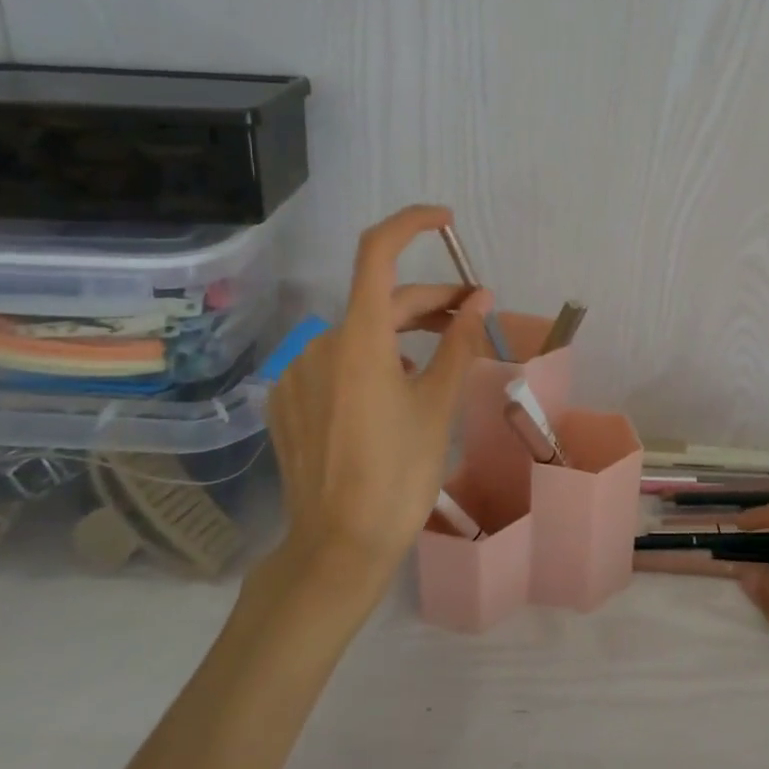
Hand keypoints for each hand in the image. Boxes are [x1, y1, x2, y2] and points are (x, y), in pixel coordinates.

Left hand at [259, 205, 489, 589]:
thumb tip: (481, 300)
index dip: (411, 224)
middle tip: (474, 315)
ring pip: (362, 333)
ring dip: (404, 333)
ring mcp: (298, 373)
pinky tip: (396, 391)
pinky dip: (373, 360)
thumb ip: (459, 343)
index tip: (446, 222)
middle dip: (431, 302)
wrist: (338, 546)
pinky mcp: (288, 400)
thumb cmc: (399, 474)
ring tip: (442, 357)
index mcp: (359, 339)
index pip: (378, 253)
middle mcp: (320, 343)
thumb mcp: (438, 405)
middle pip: (381, 301)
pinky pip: (338, 362)